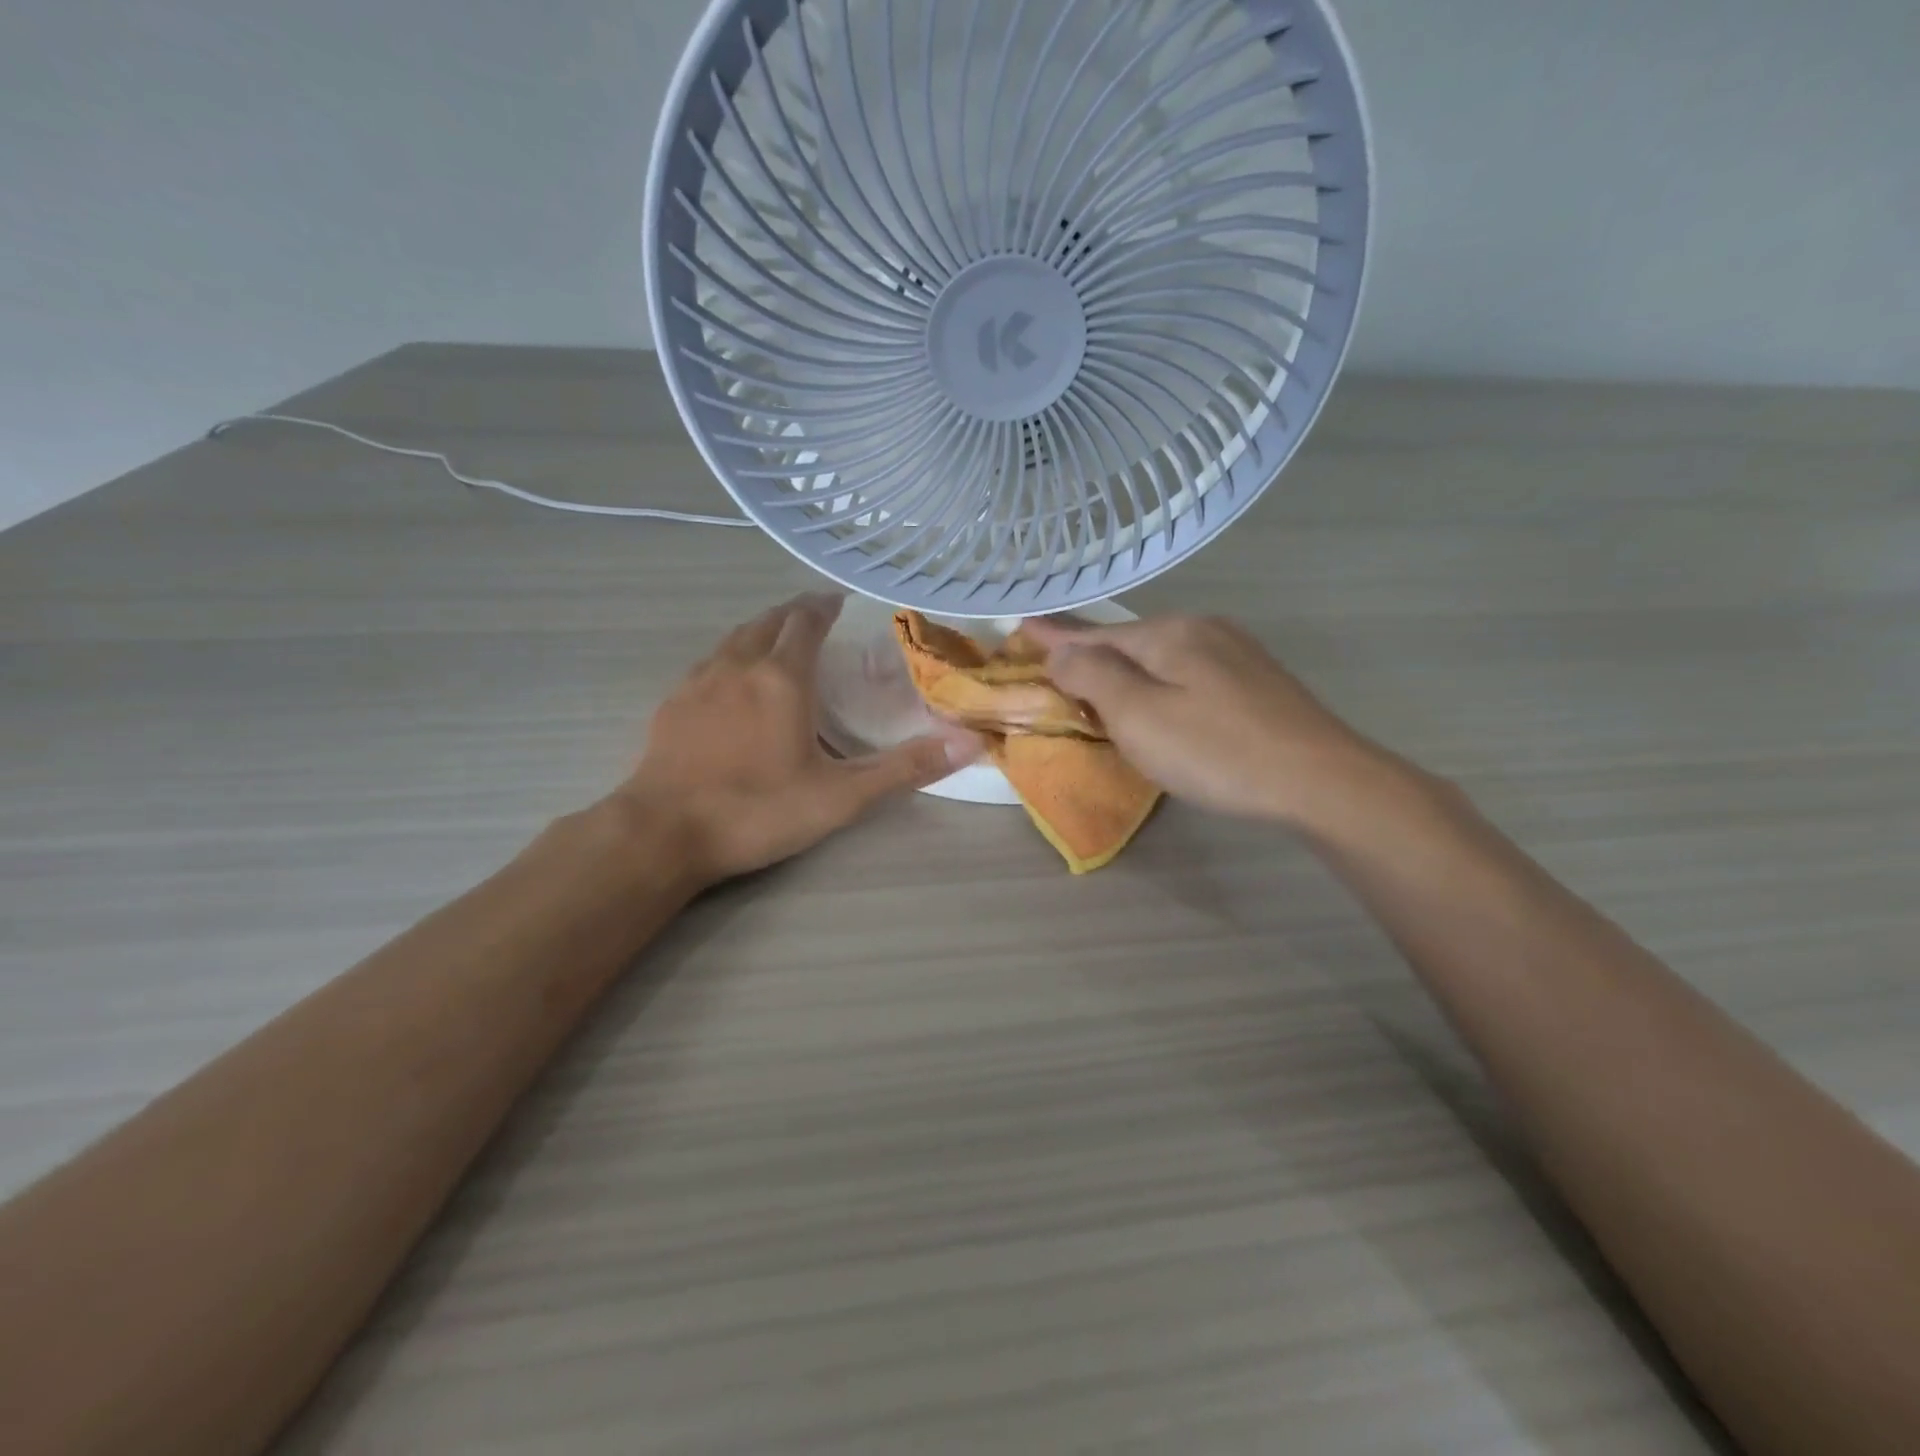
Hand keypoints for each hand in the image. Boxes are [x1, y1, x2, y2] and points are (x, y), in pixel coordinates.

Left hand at [620, 594, 979, 884]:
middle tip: (818, 619)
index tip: (841, 602)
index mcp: (782, 678)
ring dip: (762, 630)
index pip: (806, 620)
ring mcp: (698, 681)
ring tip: (779, 642)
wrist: (662, 833)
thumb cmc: (757, 810)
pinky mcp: (672, 703)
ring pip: (734, 637)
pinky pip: (708, 662)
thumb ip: (904, 768)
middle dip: (795, 613)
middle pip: (768, 621)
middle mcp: (738, 665)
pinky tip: (733, 682)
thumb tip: (968, 743)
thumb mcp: (841, 797)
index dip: (825, 606)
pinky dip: (731, 656)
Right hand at [1019, 614, 1384, 824]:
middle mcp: (1202, 629)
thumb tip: (1061, 650)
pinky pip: (1188, 673)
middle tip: (1056, 668)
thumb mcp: (1139, 716)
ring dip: (1125, 671)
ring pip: (1161, 657)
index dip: (1056, 637)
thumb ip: (1093, 677)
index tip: (1022, 627)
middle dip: (1091, 655)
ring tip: (1098, 688)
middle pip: (1129, 642)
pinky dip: (1159, 683)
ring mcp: (1235, 653)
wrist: (1320, 780)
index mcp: (1169, 633)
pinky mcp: (1256, 681)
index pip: (1096, 633)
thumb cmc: (1216, 750)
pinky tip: (1160, 701)